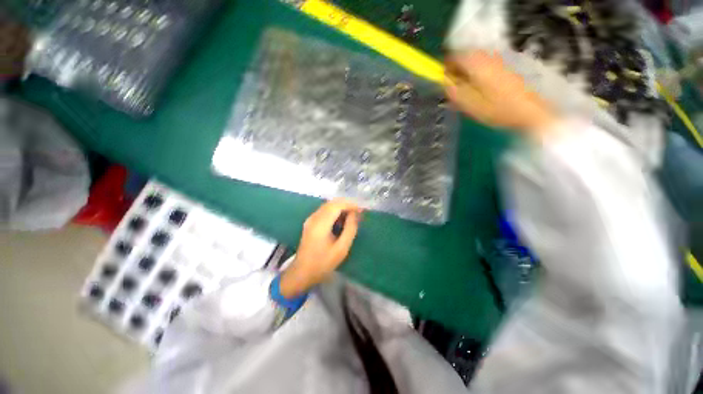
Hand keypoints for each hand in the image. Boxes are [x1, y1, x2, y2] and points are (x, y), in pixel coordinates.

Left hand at [280, 199, 362, 297]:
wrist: (302, 272)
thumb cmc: (323, 263)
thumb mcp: (341, 248)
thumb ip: (350, 229)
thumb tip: (355, 214)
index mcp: (321, 224)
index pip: (337, 205)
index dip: (350, 204)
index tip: (361, 211)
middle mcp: (314, 217)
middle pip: (332, 203)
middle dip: (347, 205)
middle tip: (358, 214)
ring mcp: (311, 219)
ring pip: (328, 205)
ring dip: (341, 208)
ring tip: (351, 218)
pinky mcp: (310, 222)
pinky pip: (324, 211)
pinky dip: (335, 212)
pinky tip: (341, 222)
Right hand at [445, 50, 557, 135]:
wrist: (529, 111)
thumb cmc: (497, 110)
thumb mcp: (470, 105)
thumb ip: (454, 91)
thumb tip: (444, 81)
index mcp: (477, 65)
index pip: (454, 56)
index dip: (446, 67)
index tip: (443, 81)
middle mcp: (487, 58)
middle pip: (465, 57)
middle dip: (456, 70)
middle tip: (454, 89)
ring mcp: (498, 61)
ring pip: (474, 61)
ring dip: (466, 73)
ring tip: (466, 92)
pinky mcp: (504, 67)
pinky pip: (484, 66)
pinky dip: (476, 75)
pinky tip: (479, 91)